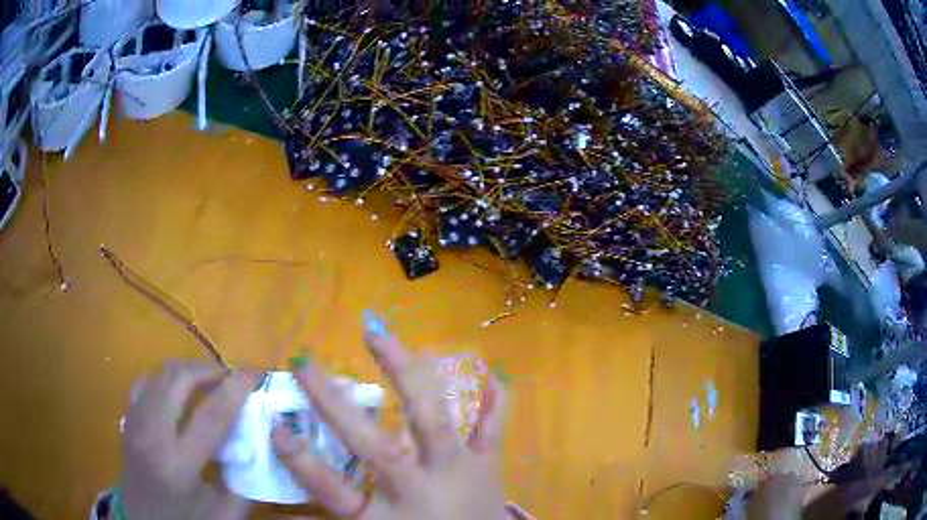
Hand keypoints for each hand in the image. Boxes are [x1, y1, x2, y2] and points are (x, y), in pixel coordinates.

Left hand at [120, 362, 258, 519]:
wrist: (142, 518)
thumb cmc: (185, 519)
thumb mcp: (223, 512)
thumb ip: (244, 480)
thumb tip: (259, 444)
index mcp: (179, 465)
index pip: (211, 416)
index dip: (236, 390)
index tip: (255, 372)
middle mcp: (152, 434)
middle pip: (178, 379)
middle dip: (208, 369)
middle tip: (231, 376)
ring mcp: (134, 421)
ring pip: (160, 373)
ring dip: (189, 370)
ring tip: (209, 380)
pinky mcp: (127, 416)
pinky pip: (147, 381)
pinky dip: (168, 379)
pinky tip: (179, 392)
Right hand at [271, 315, 511, 519]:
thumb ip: (330, 517)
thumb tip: (282, 513)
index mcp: (384, 515)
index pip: (331, 489)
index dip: (301, 461)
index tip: (275, 426)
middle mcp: (418, 488)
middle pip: (376, 446)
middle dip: (337, 406)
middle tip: (306, 364)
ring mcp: (457, 471)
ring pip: (432, 421)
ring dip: (406, 376)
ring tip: (378, 335)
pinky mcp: (488, 465)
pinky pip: (494, 429)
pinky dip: (496, 401)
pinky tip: (494, 371)